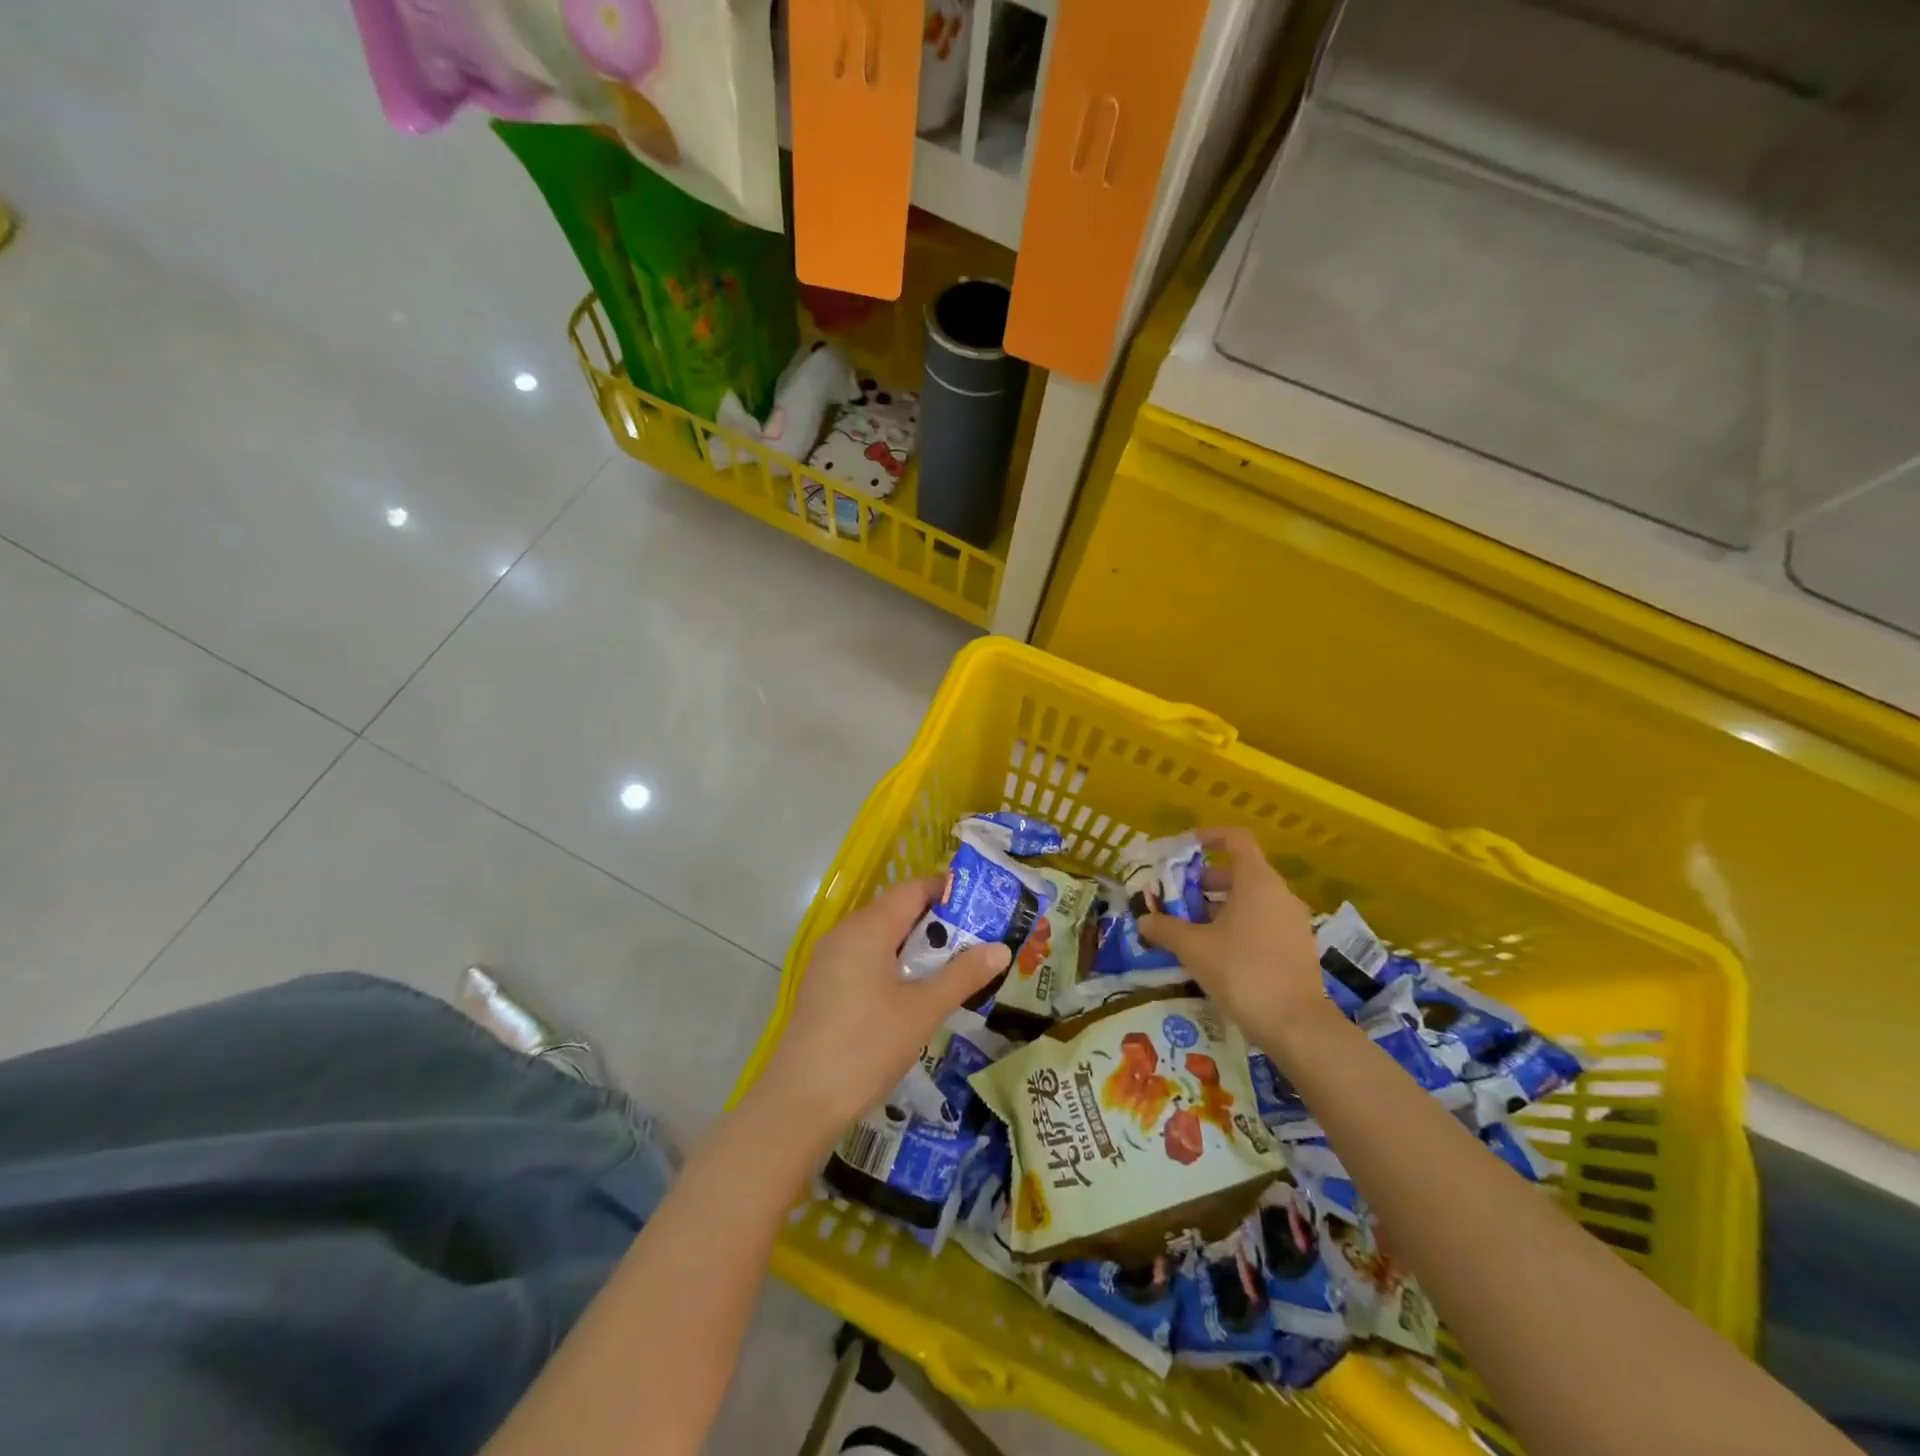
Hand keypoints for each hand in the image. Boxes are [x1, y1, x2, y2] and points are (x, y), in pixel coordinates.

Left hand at [756, 878, 1009, 1140]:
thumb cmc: (867, 1046)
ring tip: (953, 968)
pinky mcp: (823, 985)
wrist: (801, 1101)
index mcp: (868, 927)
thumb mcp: (923, 1010)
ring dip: (916, 946)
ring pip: (881, 937)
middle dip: (937, 923)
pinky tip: (914, 992)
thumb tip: (1001, 948)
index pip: (912, 889)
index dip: (947, 892)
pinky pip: (865, 958)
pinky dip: (893, 963)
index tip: (981, 907)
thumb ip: (963, 975)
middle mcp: (845, 933)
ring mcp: (829, 959)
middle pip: (896, 911)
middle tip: (976, 941)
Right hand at [1138, 826, 1330, 1044]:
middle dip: (1204, 881)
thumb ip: (1165, 928)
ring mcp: (1292, 921)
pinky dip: (1237, 926)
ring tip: (1189, 929)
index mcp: (1257, 881)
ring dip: (1218, 907)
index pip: (1236, 838)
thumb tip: (1143, 920)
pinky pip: (1262, 922)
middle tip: (1176, 899)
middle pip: (1239, 871)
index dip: (1209, 836)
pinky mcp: (1297, 947)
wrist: (1297, 1026)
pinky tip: (1215, 953)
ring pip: (1250, 900)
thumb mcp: (1193, 948)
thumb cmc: (1242, 973)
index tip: (1184, 849)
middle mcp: (1279, 894)